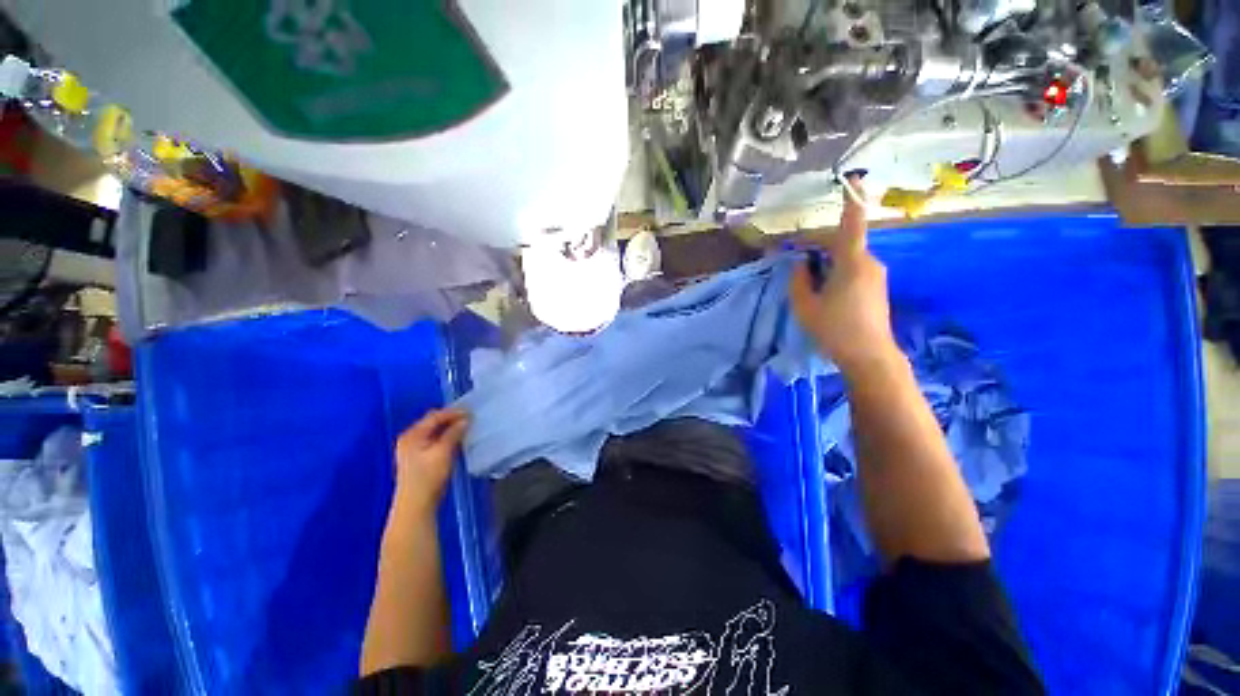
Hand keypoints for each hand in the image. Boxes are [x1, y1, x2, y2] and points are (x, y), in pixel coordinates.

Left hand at [393, 408, 468, 514]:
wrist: (416, 505)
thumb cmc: (428, 477)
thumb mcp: (443, 452)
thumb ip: (454, 433)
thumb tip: (465, 420)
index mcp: (412, 435)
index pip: (434, 416)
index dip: (453, 412)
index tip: (471, 412)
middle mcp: (409, 439)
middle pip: (433, 422)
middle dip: (451, 419)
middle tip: (470, 418)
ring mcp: (412, 449)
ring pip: (434, 432)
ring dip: (449, 429)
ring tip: (466, 427)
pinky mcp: (417, 459)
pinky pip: (434, 440)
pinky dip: (446, 437)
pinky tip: (457, 440)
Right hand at [790, 177, 899, 376]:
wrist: (869, 356)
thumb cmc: (834, 329)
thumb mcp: (805, 305)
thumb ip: (799, 279)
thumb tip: (801, 263)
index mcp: (852, 262)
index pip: (850, 225)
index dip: (850, 201)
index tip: (854, 178)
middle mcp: (869, 262)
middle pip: (842, 244)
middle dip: (819, 247)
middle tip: (796, 262)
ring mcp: (876, 275)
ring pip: (847, 258)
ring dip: (826, 263)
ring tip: (808, 282)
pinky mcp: (877, 287)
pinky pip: (854, 270)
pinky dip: (836, 272)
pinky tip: (824, 292)